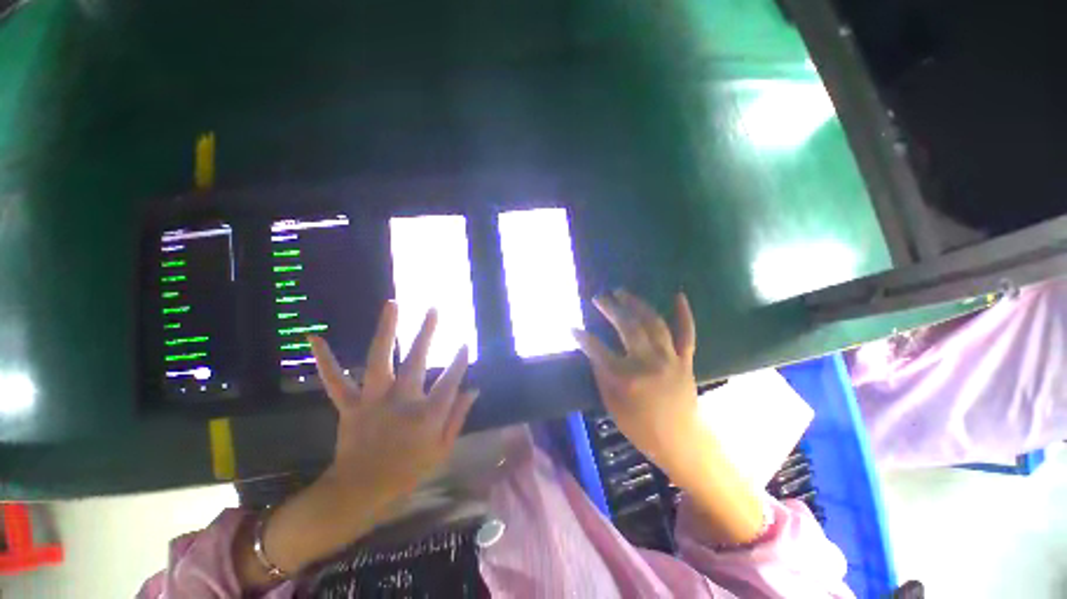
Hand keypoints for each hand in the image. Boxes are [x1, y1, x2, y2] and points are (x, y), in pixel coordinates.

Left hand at [310, 300, 478, 505]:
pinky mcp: (349, 406)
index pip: (450, 381)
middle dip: (427, 333)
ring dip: (386, 331)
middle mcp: (401, 402)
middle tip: (434, 309)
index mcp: (426, 415)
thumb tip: (474, 389)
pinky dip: (326, 360)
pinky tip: (315, 337)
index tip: (465, 343)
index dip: (460, 361)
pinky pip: (335, 381)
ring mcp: (372, 401)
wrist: (360, 493)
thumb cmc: (408, 472)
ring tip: (392, 305)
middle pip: (417, 361)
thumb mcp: (442, 449)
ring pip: (379, 360)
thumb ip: (458, 416)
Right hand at [572, 290, 698, 477]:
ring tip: (622, 292)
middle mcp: (648, 362)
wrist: (681, 442)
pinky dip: (683, 314)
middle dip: (610, 308)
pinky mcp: (686, 360)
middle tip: (599, 297)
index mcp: (626, 377)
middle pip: (627, 326)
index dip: (582, 337)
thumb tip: (593, 351)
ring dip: (637, 304)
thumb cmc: (641, 427)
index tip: (571, 327)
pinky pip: (687, 333)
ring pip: (653, 323)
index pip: (597, 349)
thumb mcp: (612, 405)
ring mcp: (670, 358)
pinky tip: (678, 295)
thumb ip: (601, 375)